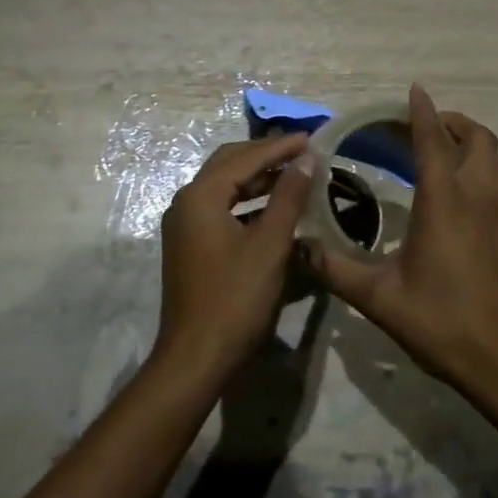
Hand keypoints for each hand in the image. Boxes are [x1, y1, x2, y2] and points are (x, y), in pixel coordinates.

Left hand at [154, 133, 311, 387]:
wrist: (195, 359)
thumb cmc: (235, 299)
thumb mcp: (270, 245)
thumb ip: (289, 197)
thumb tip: (307, 159)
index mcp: (200, 196)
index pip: (245, 157)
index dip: (280, 147)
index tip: (312, 138)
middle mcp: (186, 202)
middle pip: (229, 164)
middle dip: (266, 155)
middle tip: (302, 151)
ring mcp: (185, 225)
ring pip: (225, 186)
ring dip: (258, 178)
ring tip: (295, 174)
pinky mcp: (190, 245)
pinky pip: (221, 208)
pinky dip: (248, 201)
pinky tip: (274, 208)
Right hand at [307, 85, 497, 401]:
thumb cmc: (441, 322)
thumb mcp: (379, 299)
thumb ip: (337, 269)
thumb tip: (301, 249)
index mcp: (444, 202)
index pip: (433, 141)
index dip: (423, 112)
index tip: (414, 91)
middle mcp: (478, 198)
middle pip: (478, 139)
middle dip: (454, 122)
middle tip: (426, 127)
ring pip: (496, 161)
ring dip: (472, 146)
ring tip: (445, 154)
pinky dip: (482, 178)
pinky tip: (462, 206)